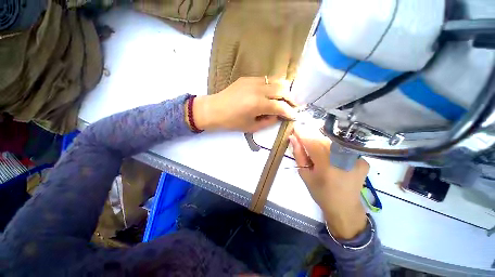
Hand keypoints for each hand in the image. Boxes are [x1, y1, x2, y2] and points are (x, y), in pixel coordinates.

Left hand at [193, 77, 296, 132]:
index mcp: (258, 104)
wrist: (214, 110)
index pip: (281, 106)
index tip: (294, 116)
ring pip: (276, 80)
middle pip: (282, 90)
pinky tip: (271, 93)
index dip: (290, 112)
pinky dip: (273, 85)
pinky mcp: (247, 78)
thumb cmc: (231, 122)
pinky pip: (266, 79)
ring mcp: (252, 81)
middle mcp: (258, 90)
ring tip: (285, 98)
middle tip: (293, 106)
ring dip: (284, 90)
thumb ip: (268, 121)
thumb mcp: (251, 127)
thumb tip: (278, 116)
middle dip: (291, 99)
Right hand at [289, 125, 368, 239]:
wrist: (344, 207)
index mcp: (326, 163)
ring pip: (333, 141)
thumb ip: (299, 154)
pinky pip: (343, 147)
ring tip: (317, 151)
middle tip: (304, 139)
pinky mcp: (362, 160)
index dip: (302, 132)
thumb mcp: (305, 174)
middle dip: (311, 137)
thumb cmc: (320, 192)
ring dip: (322, 142)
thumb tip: (293, 138)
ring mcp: (356, 158)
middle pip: (322, 139)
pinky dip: (334, 148)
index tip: (295, 127)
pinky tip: (332, 156)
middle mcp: (342, 157)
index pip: (311, 141)